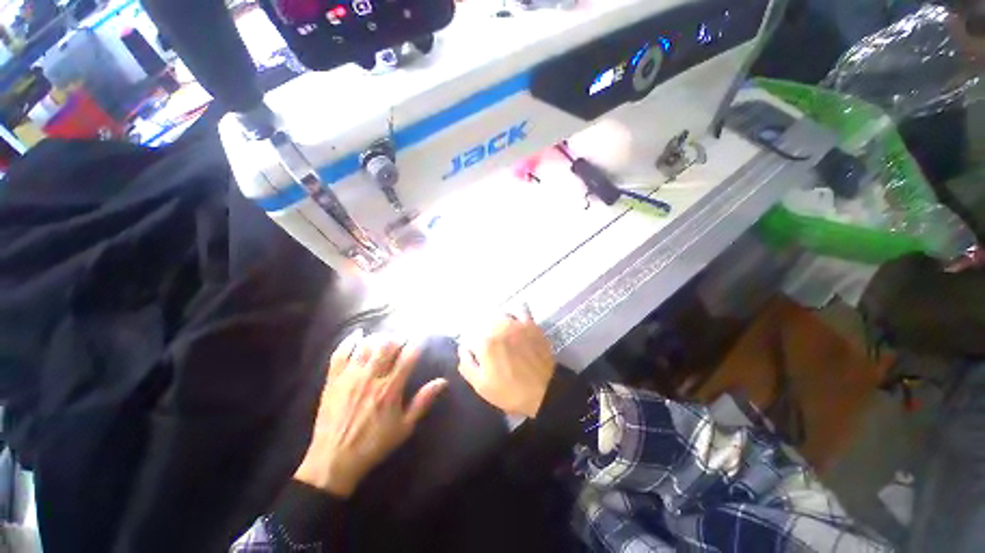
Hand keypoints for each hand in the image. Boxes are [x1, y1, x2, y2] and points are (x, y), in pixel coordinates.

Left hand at [294, 330, 447, 497]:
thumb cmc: (373, 444)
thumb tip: (443, 381)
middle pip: (387, 345)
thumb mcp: (404, 427)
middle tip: (403, 340)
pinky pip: (340, 353)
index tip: (422, 338)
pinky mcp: (333, 380)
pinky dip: (349, 341)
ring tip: (385, 339)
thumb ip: (423, 401)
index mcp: (390, 388)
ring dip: (379, 338)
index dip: (418, 343)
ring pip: (367, 345)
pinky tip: (358, 334)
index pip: (408, 356)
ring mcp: (350, 377)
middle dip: (398, 338)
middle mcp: (371, 377)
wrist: (333, 461)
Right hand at [458, 308, 555, 417]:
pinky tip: (512, 320)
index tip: (474, 354)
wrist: (544, 391)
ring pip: (498, 313)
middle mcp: (498, 327)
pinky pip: (519, 308)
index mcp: (484, 342)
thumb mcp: (480, 385)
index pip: (468, 335)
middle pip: (481, 321)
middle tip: (486, 347)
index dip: (469, 345)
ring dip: (494, 321)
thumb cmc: (509, 392)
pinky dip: (513, 312)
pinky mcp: (530, 323)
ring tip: (497, 332)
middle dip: (480, 332)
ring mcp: (515, 323)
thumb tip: (463, 348)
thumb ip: (466, 364)